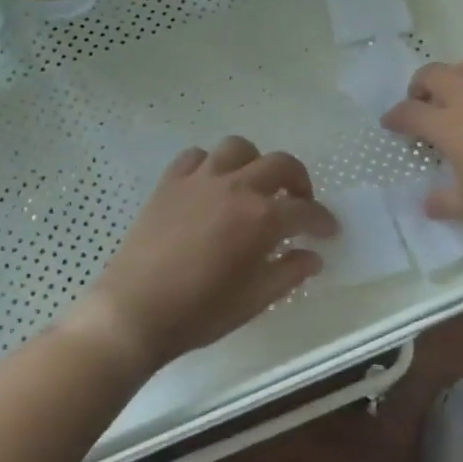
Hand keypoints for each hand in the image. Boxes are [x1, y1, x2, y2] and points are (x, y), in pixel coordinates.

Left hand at [68, 137, 337, 374]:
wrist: (134, 312)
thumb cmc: (199, 313)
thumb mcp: (254, 300)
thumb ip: (289, 272)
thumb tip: (312, 256)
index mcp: (260, 218)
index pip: (305, 211)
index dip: (322, 220)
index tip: (329, 230)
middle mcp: (235, 187)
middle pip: (280, 164)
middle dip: (298, 181)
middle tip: (299, 203)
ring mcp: (199, 180)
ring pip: (238, 148)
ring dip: (255, 163)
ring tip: (254, 186)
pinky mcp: (170, 182)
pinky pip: (196, 156)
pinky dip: (211, 164)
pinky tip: (211, 185)